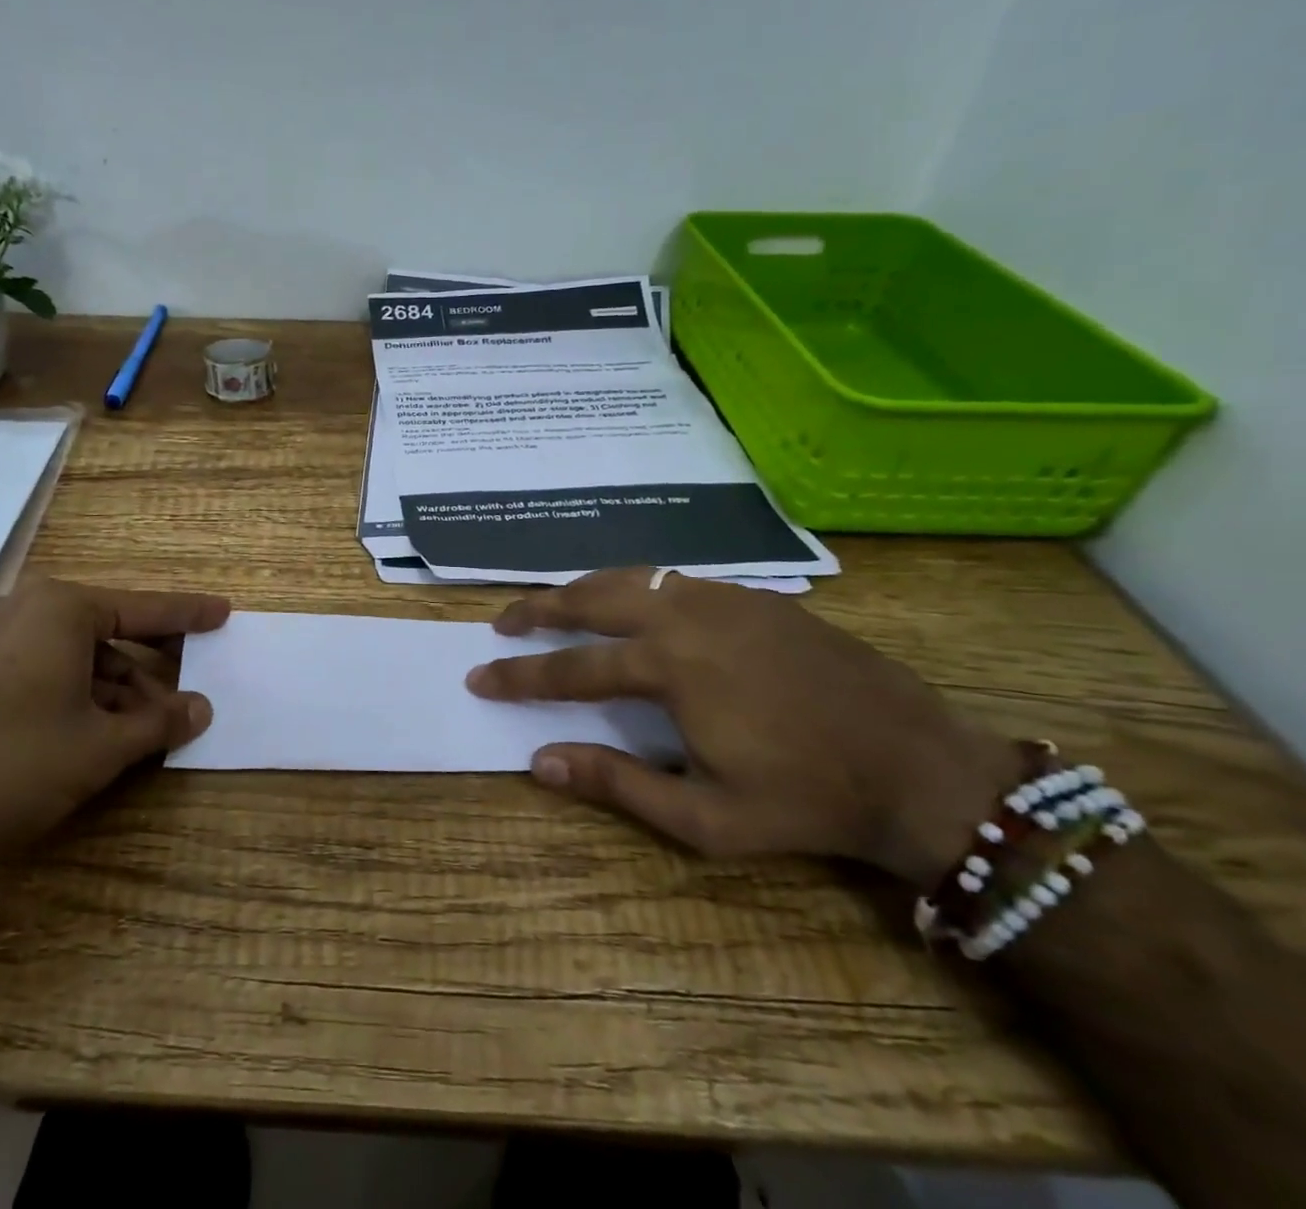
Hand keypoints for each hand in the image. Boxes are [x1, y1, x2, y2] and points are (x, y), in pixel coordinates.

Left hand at [0, 576, 229, 877]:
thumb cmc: (10, 767)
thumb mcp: (99, 747)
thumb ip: (158, 723)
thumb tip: (201, 708)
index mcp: (60, 608)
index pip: (144, 608)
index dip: (188, 615)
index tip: (223, 612)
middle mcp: (23, 609)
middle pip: (108, 632)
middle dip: (149, 669)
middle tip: (185, 697)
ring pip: (73, 656)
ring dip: (113, 691)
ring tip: (143, 732)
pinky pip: (40, 671)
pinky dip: (75, 696)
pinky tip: (93, 735)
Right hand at [466, 569, 1022, 887]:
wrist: (916, 765)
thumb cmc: (806, 800)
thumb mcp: (705, 818)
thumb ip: (617, 784)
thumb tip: (539, 761)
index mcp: (669, 669)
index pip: (572, 667)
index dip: (520, 675)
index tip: (479, 675)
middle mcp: (685, 618)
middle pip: (591, 598)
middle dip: (539, 608)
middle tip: (503, 621)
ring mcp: (721, 598)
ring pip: (631, 577)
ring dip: (582, 589)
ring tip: (554, 603)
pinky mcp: (752, 595)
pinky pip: (673, 579)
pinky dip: (633, 584)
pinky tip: (630, 601)